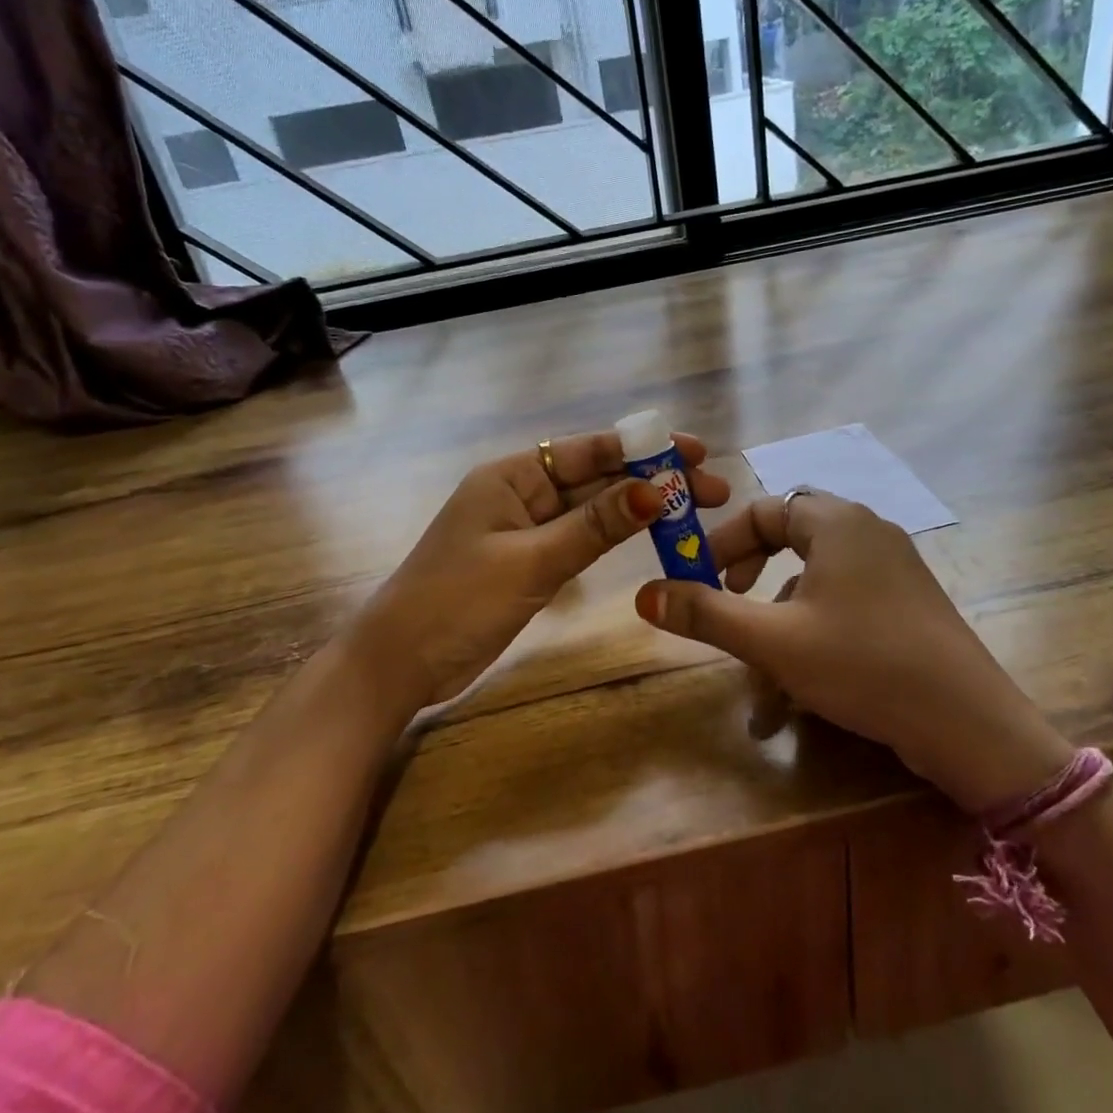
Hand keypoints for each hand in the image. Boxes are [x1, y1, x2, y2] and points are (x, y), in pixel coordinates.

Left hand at [344, 431, 730, 719]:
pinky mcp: (530, 563)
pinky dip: (614, 536)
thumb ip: (593, 526)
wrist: (401, 663)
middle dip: (651, 480)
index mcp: (512, 476)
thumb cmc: (457, 602)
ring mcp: (526, 530)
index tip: (693, 451)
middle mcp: (521, 493)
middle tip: (711, 488)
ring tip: (693, 510)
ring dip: (638, 508)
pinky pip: (580, 539)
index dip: (642, 449)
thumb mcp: (531, 561)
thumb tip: (655, 490)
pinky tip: (649, 534)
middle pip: (595, 478)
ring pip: (592, 510)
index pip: (586, 451)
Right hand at [635, 493, 1070, 810]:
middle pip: (791, 539)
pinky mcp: (907, 606)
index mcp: (837, 523)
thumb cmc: (862, 664)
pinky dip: (813, 639)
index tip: (698, 578)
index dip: (724, 541)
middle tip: (728, 603)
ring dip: (779, 626)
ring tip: (759, 686)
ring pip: (816, 585)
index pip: (766, 508)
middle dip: (751, 579)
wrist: (968, 724)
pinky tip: (798, 696)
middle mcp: (868, 533)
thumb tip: (643, 595)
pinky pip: (845, 607)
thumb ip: (706, 614)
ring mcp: (894, 570)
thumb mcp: (773, 641)